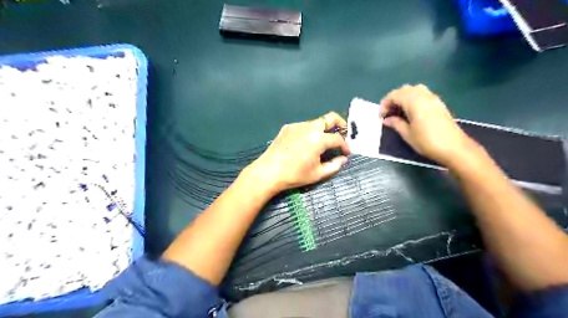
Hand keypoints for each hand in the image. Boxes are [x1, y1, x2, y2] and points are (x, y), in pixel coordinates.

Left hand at [245, 113, 351, 193]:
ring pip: (316, 122)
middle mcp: (309, 127)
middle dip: (340, 123)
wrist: (269, 171)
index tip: (347, 152)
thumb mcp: (318, 174)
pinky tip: (305, 143)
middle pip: (330, 118)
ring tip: (322, 142)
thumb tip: (343, 158)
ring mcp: (297, 125)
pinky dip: (309, 132)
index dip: (345, 146)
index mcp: (319, 139)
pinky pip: (303, 126)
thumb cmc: (295, 175)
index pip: (338, 138)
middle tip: (343, 132)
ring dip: (323, 129)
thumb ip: (334, 165)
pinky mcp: (287, 127)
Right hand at [382, 85, 477, 166]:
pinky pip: (422, 95)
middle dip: (394, 99)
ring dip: (404, 98)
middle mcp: (424, 96)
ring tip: (399, 112)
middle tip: (388, 113)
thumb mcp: (407, 134)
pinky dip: (413, 100)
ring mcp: (433, 98)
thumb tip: (387, 119)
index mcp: (414, 102)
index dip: (385, 104)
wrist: (454, 147)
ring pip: (414, 90)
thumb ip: (396, 123)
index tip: (381, 116)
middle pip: (404, 90)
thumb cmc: (427, 141)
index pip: (395, 95)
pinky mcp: (439, 104)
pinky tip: (411, 113)